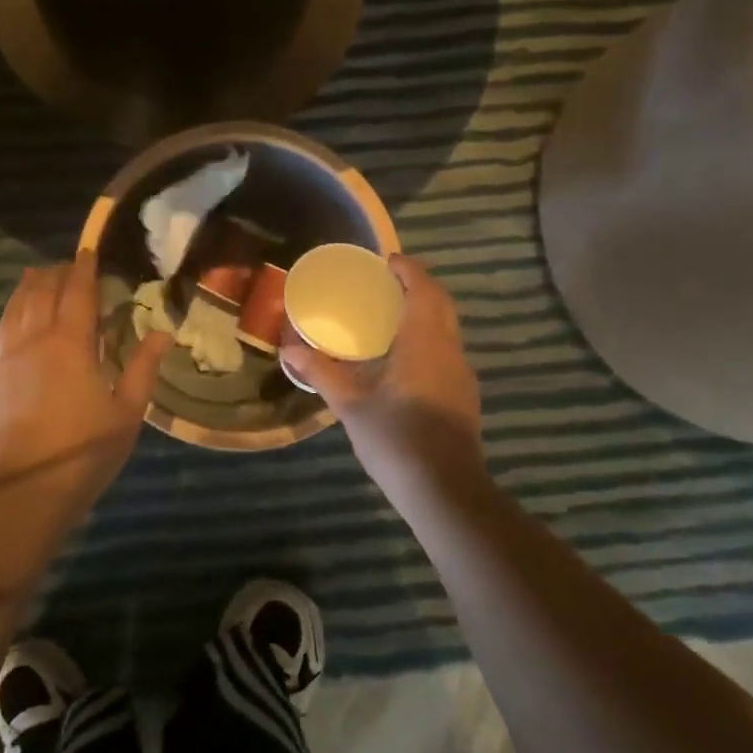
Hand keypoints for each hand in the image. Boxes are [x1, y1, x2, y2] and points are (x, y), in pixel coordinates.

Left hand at [0, 253, 170, 498]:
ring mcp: (5, 359)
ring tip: (33, 277)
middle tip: (64, 266)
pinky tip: (2, 325)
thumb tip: (162, 332)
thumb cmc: (87, 447)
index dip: (84, 269)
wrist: (29, 486)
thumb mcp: (128, 410)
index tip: (88, 253)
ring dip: (25, 289)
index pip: (78, 292)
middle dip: (54, 274)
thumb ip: (144, 367)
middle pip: (41, 292)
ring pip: (12, 310)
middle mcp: (35, 339)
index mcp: (72, 342)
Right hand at [281, 255, 483, 500]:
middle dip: (417, 286)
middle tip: (385, 283)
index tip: (386, 261)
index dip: (408, 270)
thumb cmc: (396, 440)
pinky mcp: (463, 394)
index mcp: (424, 342)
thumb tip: (288, 349)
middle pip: (440, 303)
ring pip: (447, 327)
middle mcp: (449, 350)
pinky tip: (404, 356)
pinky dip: (428, 335)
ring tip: (390, 314)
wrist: (446, 490)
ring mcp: (461, 373)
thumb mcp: (351, 406)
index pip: (423, 289)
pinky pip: (447, 348)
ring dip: (425, 311)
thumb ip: (321, 373)